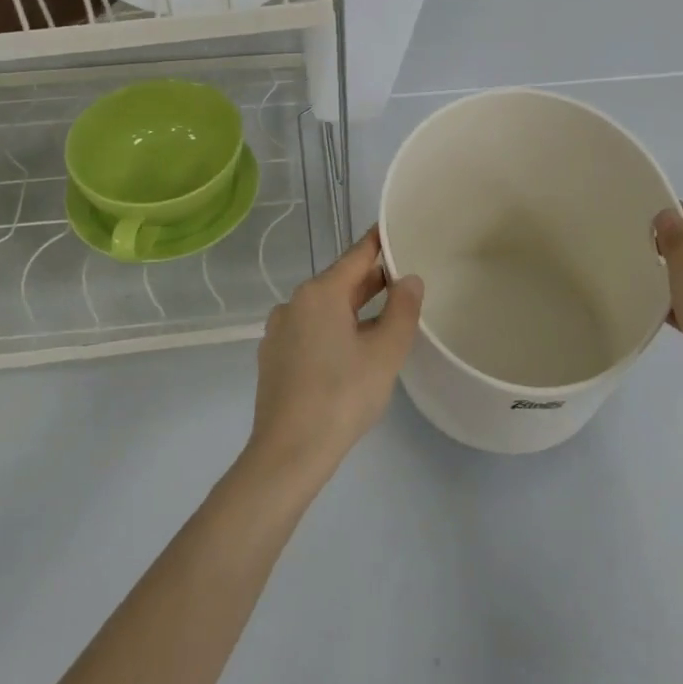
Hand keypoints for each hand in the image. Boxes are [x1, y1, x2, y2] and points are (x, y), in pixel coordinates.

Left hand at [245, 228, 424, 486]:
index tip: (396, 230)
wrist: (288, 453)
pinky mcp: (273, 357)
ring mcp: (279, 331)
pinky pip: (310, 330)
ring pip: (324, 308)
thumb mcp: (385, 353)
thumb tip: (409, 279)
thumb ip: (402, 310)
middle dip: (371, 280)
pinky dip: (333, 329)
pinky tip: (350, 350)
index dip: (379, 243)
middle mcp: (294, 302)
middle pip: (339, 282)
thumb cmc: (342, 396)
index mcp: (320, 293)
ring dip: (353, 308)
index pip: (356, 256)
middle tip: (403, 278)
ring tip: (384, 317)